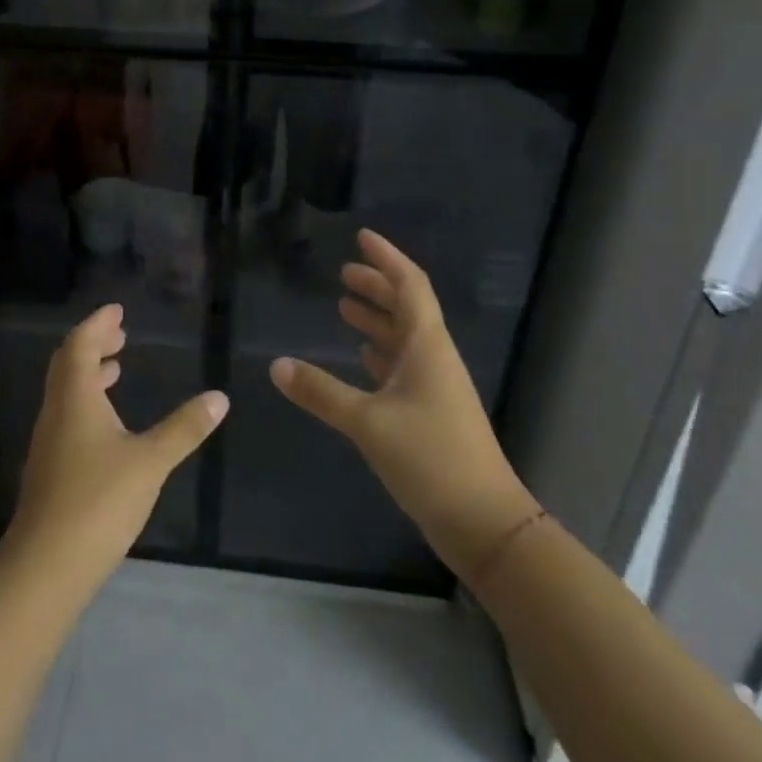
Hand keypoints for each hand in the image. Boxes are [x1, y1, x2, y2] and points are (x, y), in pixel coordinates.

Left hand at [8, 304, 228, 590]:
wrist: (46, 566)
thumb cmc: (99, 501)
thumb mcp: (151, 462)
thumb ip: (184, 428)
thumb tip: (219, 397)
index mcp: (75, 398)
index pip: (80, 345)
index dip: (98, 324)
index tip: (117, 311)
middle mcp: (56, 412)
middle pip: (68, 364)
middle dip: (93, 344)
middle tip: (120, 334)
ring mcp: (49, 442)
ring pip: (66, 392)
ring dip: (90, 374)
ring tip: (116, 370)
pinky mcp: (50, 469)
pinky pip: (67, 416)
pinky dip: (87, 401)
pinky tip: (107, 424)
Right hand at [270, 230, 536, 571]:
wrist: (485, 523)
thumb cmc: (431, 459)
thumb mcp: (368, 423)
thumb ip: (321, 392)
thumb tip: (276, 365)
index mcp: (427, 347)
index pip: (410, 286)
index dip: (387, 259)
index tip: (362, 237)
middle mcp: (434, 359)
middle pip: (407, 308)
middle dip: (377, 287)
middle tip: (343, 274)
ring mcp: (435, 387)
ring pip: (404, 338)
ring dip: (377, 319)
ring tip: (344, 307)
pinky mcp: (431, 414)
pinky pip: (402, 368)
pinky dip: (380, 354)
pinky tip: (361, 357)